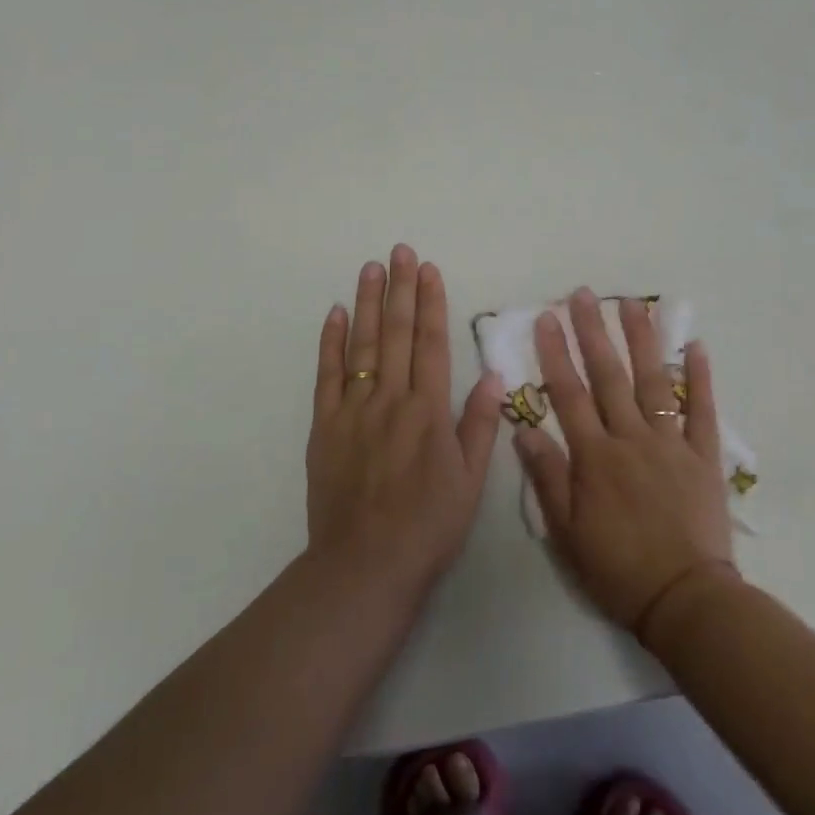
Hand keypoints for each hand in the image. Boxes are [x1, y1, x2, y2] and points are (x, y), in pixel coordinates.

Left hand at [306, 245, 503, 596]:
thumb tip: (490, 376)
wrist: (365, 564)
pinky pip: (326, 375)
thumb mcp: (470, 481)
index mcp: (429, 411)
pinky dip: (331, 342)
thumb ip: (479, 425)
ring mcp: (353, 410)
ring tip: (372, 267)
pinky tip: (336, 313)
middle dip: (400, 289)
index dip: (431, 303)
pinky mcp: (324, 426)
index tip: (429, 270)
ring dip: (368, 303)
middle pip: (395, 333)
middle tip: (400, 251)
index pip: (431, 343)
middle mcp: (391, 400)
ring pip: (362, 345)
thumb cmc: (428, 526)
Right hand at [514, 288, 736, 636]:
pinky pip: (703, 411)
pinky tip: (695, 346)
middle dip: (593, 331)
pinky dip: (700, 378)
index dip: (555, 353)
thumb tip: (523, 429)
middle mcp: (631, 439)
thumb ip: (547, 477)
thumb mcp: (566, 532)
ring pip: (653, 381)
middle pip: (609, 376)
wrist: (684, 599)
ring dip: (642, 339)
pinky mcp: (703, 457)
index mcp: (594, 457)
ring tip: (632, 303)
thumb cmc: (617, 569)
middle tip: (583, 295)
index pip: (568, 394)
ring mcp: (671, 444)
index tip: (547, 318)